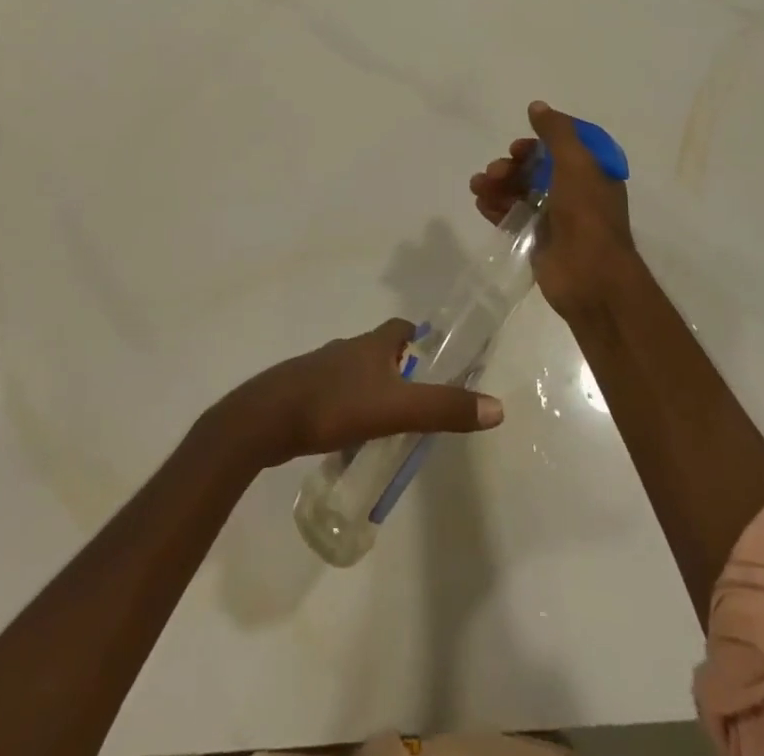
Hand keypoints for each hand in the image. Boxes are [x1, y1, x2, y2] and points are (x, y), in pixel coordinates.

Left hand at [223, 318, 504, 466]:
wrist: (267, 419)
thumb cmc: (334, 405)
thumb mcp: (397, 410)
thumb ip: (444, 408)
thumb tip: (496, 407)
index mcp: (371, 345)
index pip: (401, 328)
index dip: (419, 338)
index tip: (433, 358)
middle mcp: (347, 350)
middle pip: (379, 351)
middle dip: (398, 370)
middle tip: (418, 401)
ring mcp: (321, 370)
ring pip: (356, 374)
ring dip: (373, 391)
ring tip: (388, 424)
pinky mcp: (302, 393)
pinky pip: (335, 396)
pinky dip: (349, 409)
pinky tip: (350, 436)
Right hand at [470, 100, 639, 319]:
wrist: (590, 277)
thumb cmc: (587, 214)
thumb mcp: (576, 163)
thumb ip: (556, 132)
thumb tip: (537, 106)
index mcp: (593, 174)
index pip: (565, 147)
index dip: (540, 141)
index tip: (520, 145)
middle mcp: (577, 193)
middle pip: (538, 168)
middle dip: (513, 165)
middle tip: (496, 170)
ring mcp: (557, 218)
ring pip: (522, 191)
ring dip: (498, 184)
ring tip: (478, 185)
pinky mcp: (539, 241)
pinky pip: (513, 216)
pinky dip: (496, 206)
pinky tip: (480, 203)